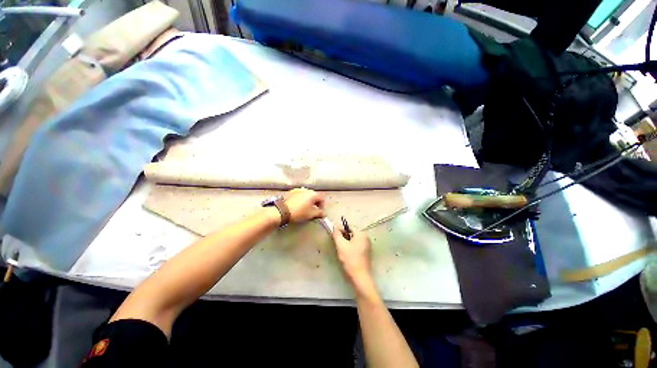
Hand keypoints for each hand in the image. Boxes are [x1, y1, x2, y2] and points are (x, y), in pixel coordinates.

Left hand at [284, 188, 325, 222]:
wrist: (283, 211)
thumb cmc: (299, 212)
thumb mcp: (311, 214)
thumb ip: (319, 213)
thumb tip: (324, 214)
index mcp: (313, 194)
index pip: (322, 199)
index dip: (322, 206)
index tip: (320, 213)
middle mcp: (306, 190)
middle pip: (314, 196)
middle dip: (315, 204)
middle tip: (313, 211)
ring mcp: (298, 190)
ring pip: (307, 195)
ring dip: (308, 201)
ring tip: (305, 209)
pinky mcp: (291, 192)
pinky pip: (299, 195)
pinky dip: (301, 200)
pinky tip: (298, 206)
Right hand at [332, 228, 373, 288]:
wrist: (360, 277)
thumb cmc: (350, 259)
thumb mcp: (340, 245)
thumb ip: (336, 234)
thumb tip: (334, 226)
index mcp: (361, 234)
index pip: (348, 228)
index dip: (340, 232)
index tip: (334, 238)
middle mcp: (366, 238)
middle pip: (351, 234)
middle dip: (343, 238)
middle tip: (338, 246)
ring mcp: (367, 246)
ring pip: (353, 241)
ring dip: (347, 244)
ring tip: (342, 252)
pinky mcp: (367, 253)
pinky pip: (357, 246)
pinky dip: (351, 249)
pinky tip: (348, 256)